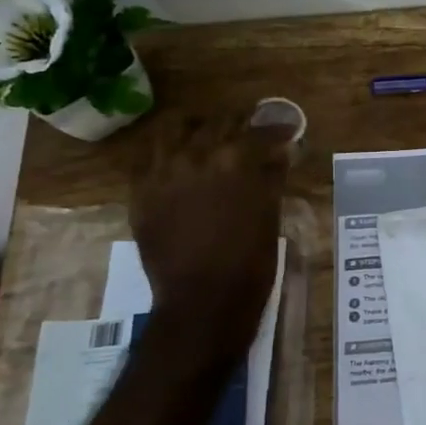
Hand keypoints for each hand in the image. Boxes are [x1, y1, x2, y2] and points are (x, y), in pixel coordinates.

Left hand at [129, 111, 288, 346]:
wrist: (202, 301)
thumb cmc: (249, 264)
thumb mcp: (270, 216)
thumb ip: (272, 177)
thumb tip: (279, 153)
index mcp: (235, 162)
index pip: (259, 132)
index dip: (275, 129)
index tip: (285, 130)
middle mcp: (196, 156)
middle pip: (217, 123)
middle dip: (237, 123)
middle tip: (248, 132)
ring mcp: (162, 172)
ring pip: (174, 129)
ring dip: (195, 127)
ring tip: (206, 135)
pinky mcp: (141, 192)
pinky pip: (148, 157)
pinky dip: (166, 151)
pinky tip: (177, 161)